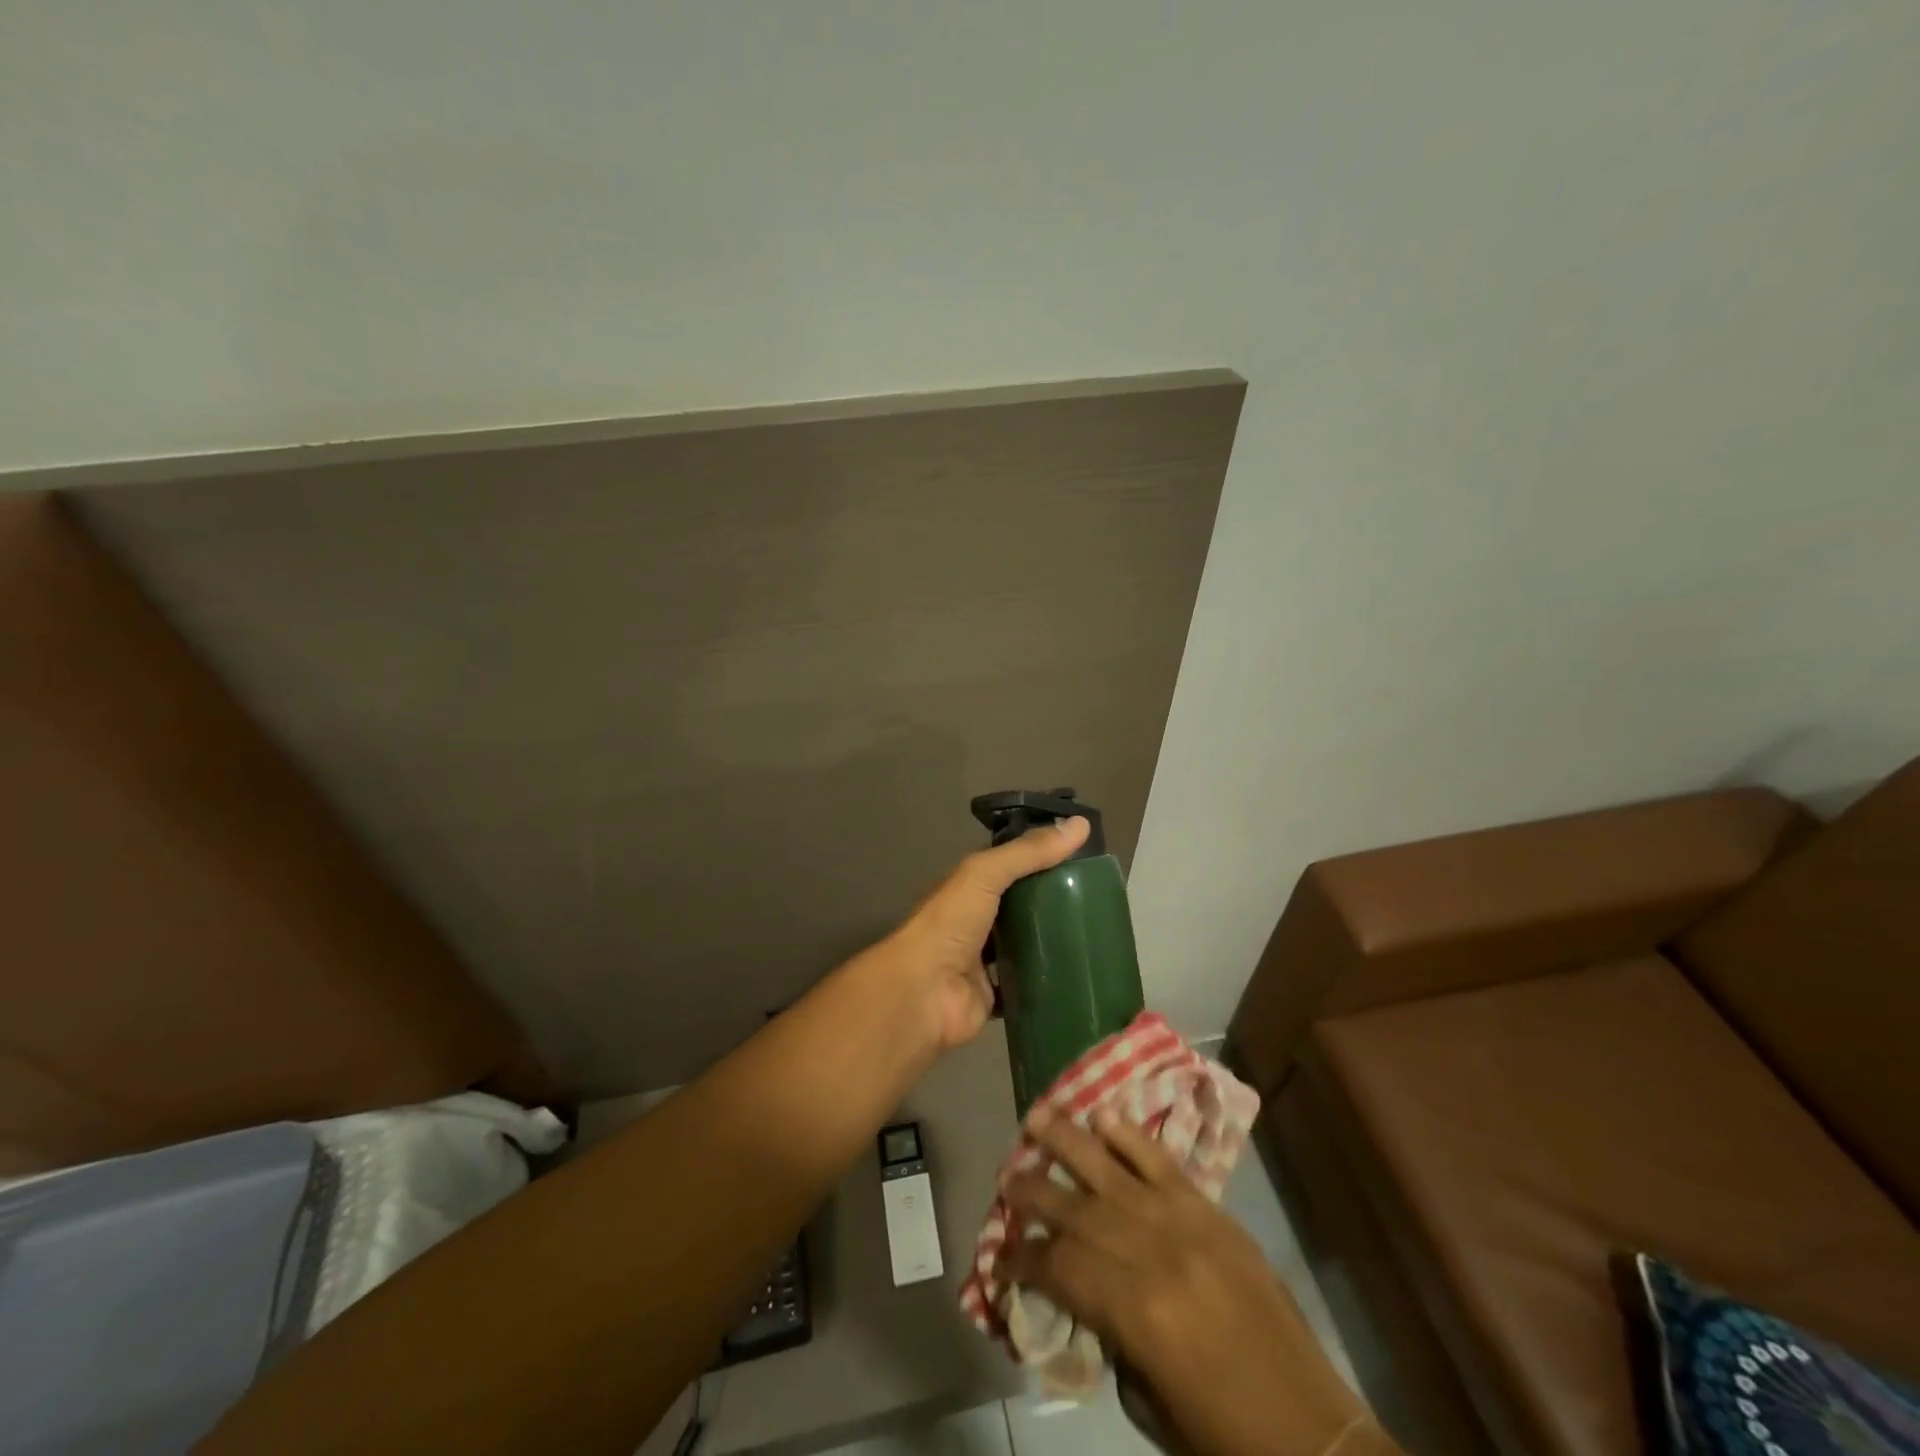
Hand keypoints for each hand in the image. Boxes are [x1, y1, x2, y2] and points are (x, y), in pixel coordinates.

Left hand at [885, 816, 1089, 1050]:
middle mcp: (973, 921)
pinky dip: (1046, 982)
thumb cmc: (949, 925)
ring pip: (1023, 945)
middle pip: (1018, 906)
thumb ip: (1027, 852)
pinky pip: (1025, 986)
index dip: (1040, 857)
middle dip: (1051, 900)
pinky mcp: (993, 996)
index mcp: (967, 889)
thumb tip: (1081, 824)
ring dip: (1050, 940)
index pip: (1008, 865)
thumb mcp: (985, 874)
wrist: (924, 993)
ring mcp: (982, 961)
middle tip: (1099, 896)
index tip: (1082, 854)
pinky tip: (1079, 973)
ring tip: (1096, 932)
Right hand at [1004, 1113, 1381, 1455]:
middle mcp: (1154, 1254)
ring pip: (1114, 1171)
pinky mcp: (1214, 1213)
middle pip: (1079, 1210)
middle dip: (1035, 1191)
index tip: (1003, 1253)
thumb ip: (1110, 1336)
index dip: (1026, 1258)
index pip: (1062, 1266)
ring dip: (1070, 1141)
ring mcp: (1186, 1225)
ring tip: (1035, 1115)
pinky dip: (1132, 1137)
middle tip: (1005, 1177)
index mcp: (1137, 1313)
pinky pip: (1164, 1164)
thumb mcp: (1151, 1404)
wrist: (1315, 1436)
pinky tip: (1103, 1116)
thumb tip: (1082, 1291)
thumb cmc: (1226, 1439)